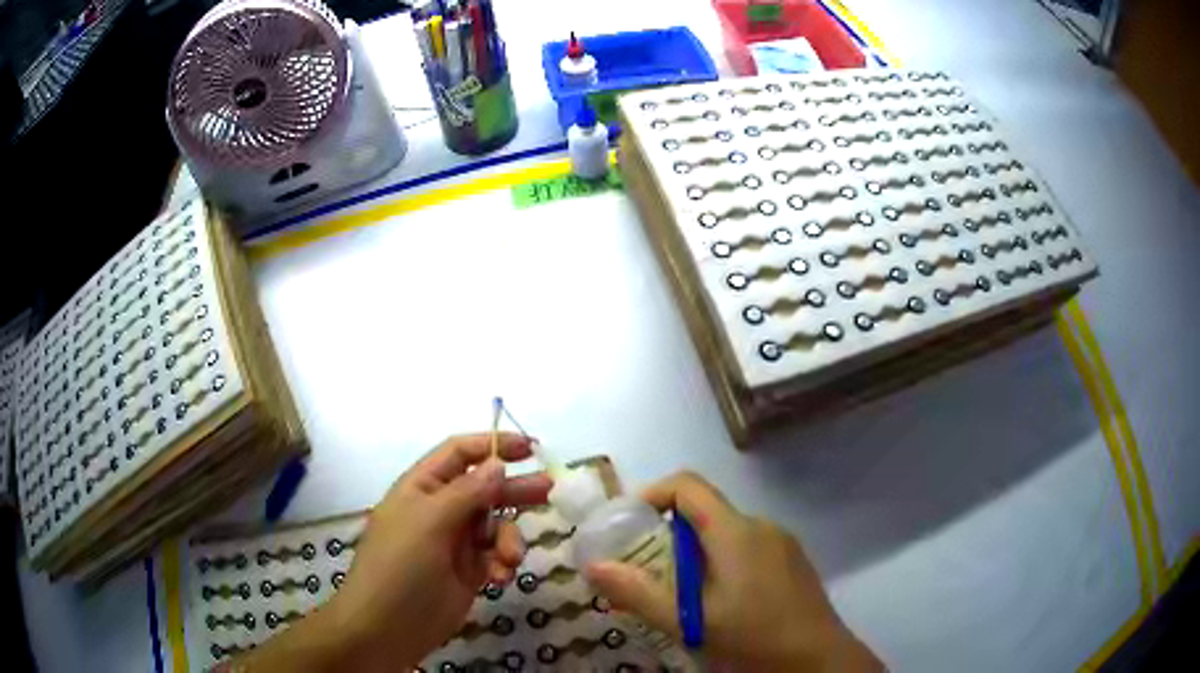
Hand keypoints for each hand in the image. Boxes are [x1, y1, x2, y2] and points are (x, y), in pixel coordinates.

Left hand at [237, 433, 551, 672]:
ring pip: (496, 526)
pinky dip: (502, 564)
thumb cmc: (400, 565)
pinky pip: (496, 556)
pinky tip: (499, 578)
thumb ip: (467, 492)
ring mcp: (455, 542)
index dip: (493, 445)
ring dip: (508, 539)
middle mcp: (440, 510)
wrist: (387, 627)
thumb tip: (497, 463)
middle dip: (514, 490)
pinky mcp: (469, 572)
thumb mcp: (430, 521)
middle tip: (548, 490)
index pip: (460, 453)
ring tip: (509, 558)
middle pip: (485, 488)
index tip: (531, 448)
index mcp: (422, 487)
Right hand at [585, 472, 882, 671]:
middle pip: (704, 512)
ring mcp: (782, 544)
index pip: (687, 485)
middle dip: (667, 536)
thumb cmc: (753, 639)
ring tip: (679, 596)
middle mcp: (761, 526)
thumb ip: (639, 593)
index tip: (628, 527)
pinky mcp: (792, 562)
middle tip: (645, 574)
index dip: (651, 495)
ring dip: (694, 554)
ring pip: (726, 534)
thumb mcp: (690, 623)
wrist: (819, 661)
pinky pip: (747, 548)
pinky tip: (719, 604)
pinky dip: (721, 563)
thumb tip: (593, 566)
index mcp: (736, 531)